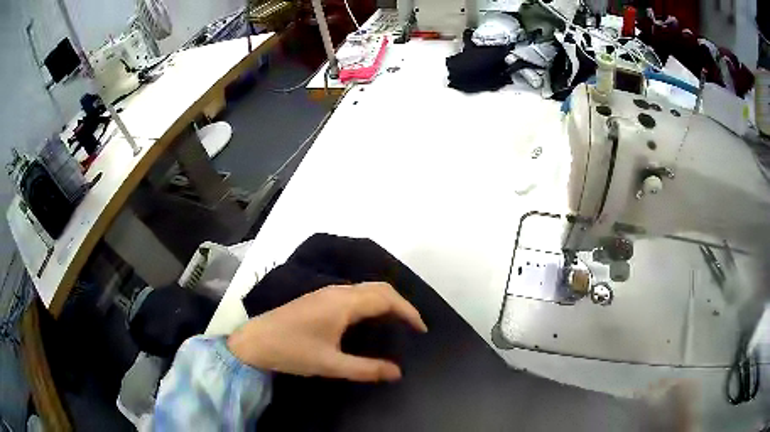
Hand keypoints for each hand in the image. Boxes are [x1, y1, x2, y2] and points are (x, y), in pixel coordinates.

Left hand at [227, 282, 427, 382]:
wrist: (254, 342)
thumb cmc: (292, 351)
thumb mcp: (331, 365)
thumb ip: (366, 369)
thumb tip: (397, 373)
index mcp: (343, 304)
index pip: (386, 299)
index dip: (408, 312)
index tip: (421, 330)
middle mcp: (337, 292)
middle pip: (379, 288)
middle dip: (400, 303)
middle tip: (412, 325)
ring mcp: (326, 293)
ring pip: (365, 289)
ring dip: (385, 301)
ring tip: (396, 323)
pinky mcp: (318, 298)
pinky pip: (354, 293)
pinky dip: (370, 302)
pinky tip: (369, 320)